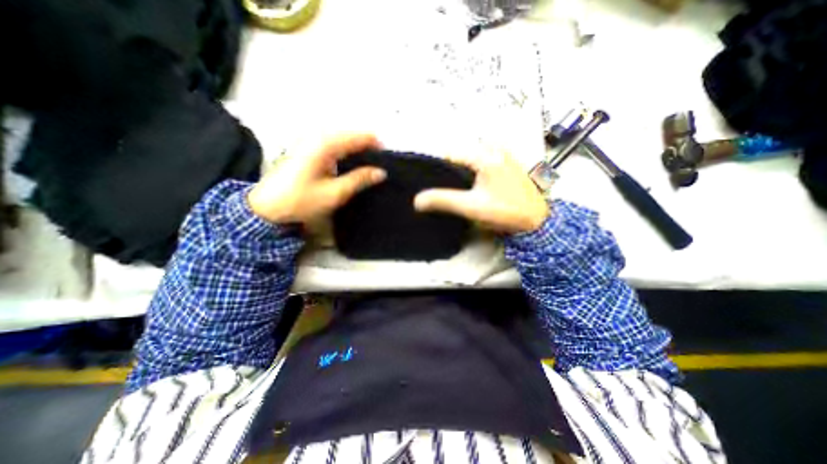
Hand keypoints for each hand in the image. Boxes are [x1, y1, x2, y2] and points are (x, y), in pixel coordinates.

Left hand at [247, 132, 385, 223]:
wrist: (267, 206)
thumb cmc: (301, 200)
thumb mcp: (334, 193)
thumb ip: (359, 180)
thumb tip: (381, 172)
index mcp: (325, 145)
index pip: (358, 137)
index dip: (375, 145)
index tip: (389, 158)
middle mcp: (317, 137)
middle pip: (350, 134)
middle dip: (368, 146)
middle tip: (381, 163)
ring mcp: (310, 141)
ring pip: (342, 138)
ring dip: (357, 148)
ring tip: (371, 163)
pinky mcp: (307, 149)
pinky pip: (333, 143)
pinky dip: (346, 151)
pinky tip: (352, 163)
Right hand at [413, 147, 548, 234]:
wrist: (536, 219)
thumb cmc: (505, 211)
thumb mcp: (472, 206)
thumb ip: (444, 201)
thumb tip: (417, 200)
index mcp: (485, 154)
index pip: (449, 154)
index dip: (435, 168)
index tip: (425, 183)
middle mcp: (492, 147)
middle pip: (458, 156)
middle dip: (446, 172)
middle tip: (440, 190)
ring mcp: (499, 153)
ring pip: (467, 159)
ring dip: (457, 173)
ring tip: (452, 190)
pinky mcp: (503, 161)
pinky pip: (477, 162)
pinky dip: (468, 172)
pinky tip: (466, 186)